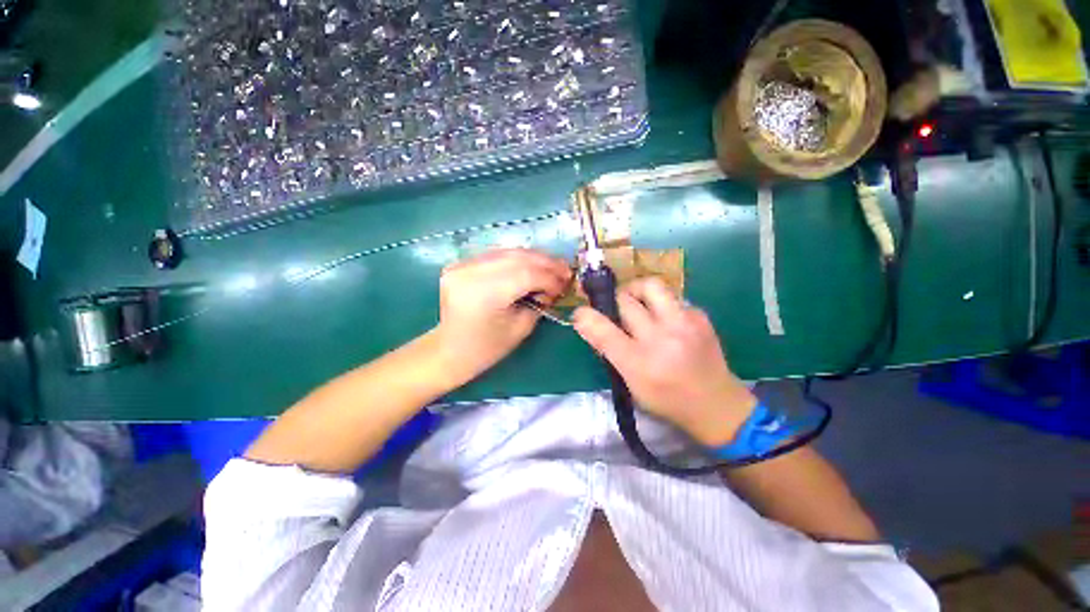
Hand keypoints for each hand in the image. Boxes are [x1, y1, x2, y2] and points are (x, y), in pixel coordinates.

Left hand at [435, 249, 571, 382]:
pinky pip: (496, 254)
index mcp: (484, 294)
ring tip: (551, 266)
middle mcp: (469, 273)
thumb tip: (554, 285)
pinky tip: (530, 265)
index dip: (550, 277)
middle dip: (546, 263)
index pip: (525, 274)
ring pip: (507, 251)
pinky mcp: (460, 263)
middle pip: (517, 257)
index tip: (566, 284)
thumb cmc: (487, 347)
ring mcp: (461, 265)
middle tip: (564, 270)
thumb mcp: (521, 328)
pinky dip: (516, 258)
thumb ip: (539, 302)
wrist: (450, 349)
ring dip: (533, 257)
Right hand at [573, 278, 756, 445]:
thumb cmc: (667, 399)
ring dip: (636, 291)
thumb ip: (609, 352)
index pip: (604, 331)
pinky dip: (660, 304)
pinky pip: (671, 297)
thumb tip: (588, 323)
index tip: (580, 313)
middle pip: (626, 300)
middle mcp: (662, 339)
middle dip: (614, 301)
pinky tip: (665, 320)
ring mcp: (685, 324)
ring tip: (637, 303)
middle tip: (615, 310)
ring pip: (651, 286)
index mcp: (640, 363)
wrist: (717, 405)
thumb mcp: (631, 384)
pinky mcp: (700, 316)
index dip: (586, 317)